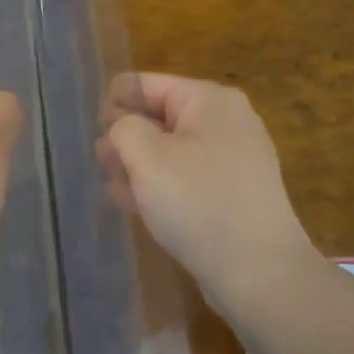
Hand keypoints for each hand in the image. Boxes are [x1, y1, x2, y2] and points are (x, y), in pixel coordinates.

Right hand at [101, 73, 319, 313]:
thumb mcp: (147, 157)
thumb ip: (123, 128)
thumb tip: (122, 125)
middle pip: (160, 116)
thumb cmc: (198, 202)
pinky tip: (135, 205)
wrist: (257, 269)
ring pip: (170, 150)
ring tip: (113, 185)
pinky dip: (160, 185)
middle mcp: (225, 122)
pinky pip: (186, 178)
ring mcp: (232, 159)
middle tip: (102, 161)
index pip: (146, 84)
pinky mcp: (232, 194)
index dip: (114, 103)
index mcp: (208, 100)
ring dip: (138, 164)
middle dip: (126, 135)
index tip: (96, 134)